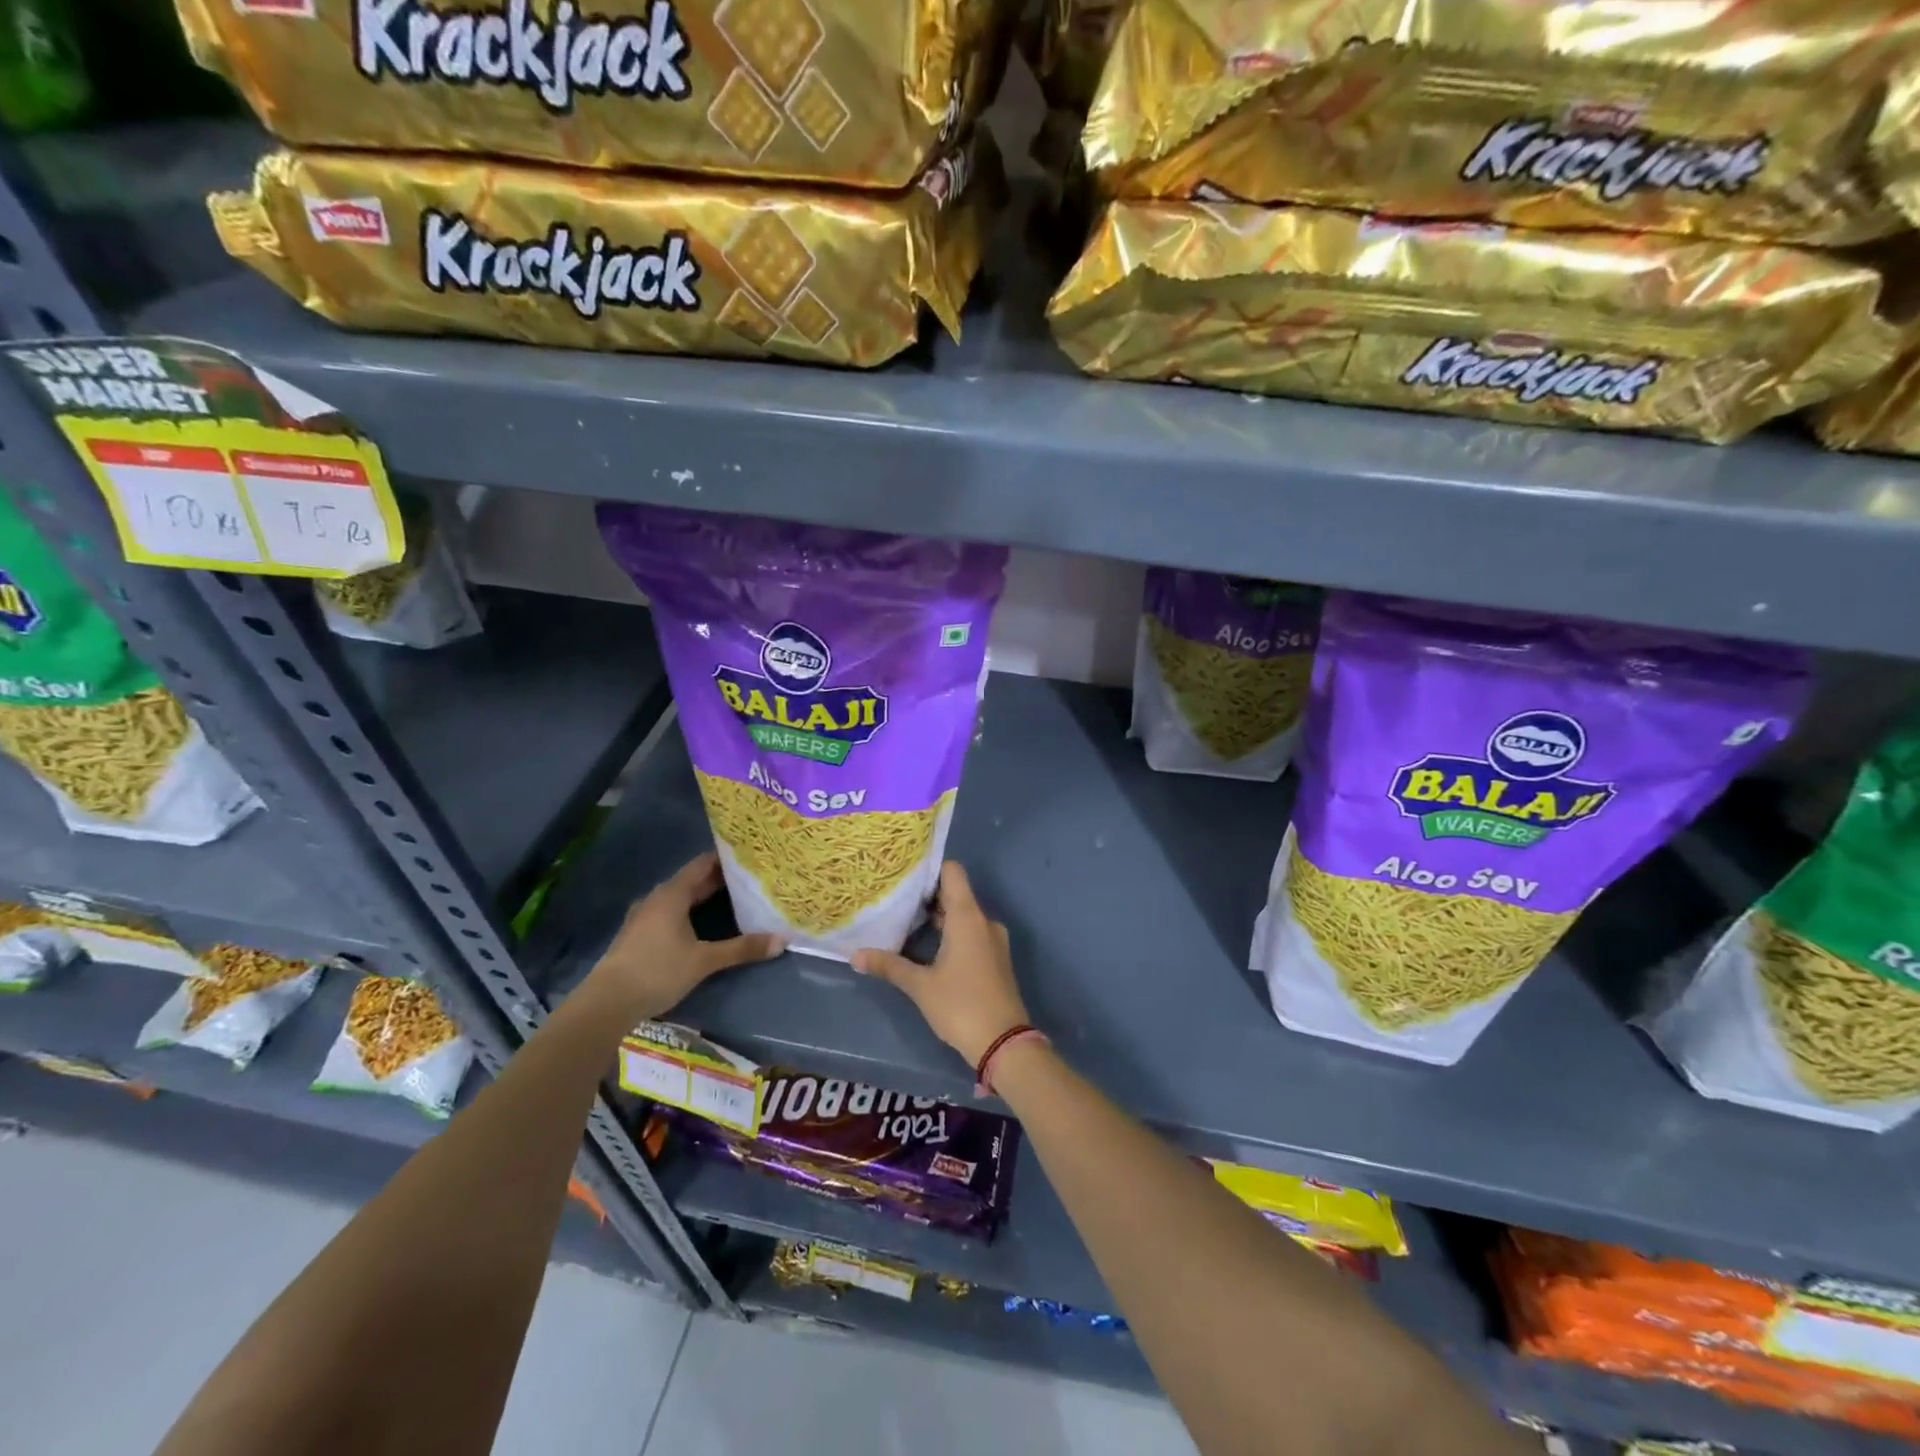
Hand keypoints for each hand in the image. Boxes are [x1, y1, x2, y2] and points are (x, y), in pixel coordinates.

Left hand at [581, 852, 782, 1023]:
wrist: (607, 1003)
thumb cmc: (658, 971)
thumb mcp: (704, 961)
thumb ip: (742, 949)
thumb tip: (783, 941)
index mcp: (672, 894)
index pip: (703, 864)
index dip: (726, 858)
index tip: (750, 856)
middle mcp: (657, 898)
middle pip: (692, 880)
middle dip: (720, 879)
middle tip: (750, 877)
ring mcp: (644, 916)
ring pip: (680, 898)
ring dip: (703, 896)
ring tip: (733, 897)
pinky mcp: (638, 934)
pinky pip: (670, 912)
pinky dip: (689, 911)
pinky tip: (703, 923)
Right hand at [853, 862, 1029, 1066]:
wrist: (1004, 1043)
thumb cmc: (961, 1005)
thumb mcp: (920, 986)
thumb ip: (889, 966)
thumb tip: (855, 955)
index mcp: (968, 916)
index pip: (953, 872)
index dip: (930, 868)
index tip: (904, 873)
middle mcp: (984, 921)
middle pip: (956, 893)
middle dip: (927, 896)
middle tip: (895, 898)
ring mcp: (993, 940)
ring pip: (963, 916)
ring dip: (938, 917)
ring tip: (905, 921)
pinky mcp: (995, 959)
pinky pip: (971, 933)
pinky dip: (951, 933)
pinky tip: (928, 947)